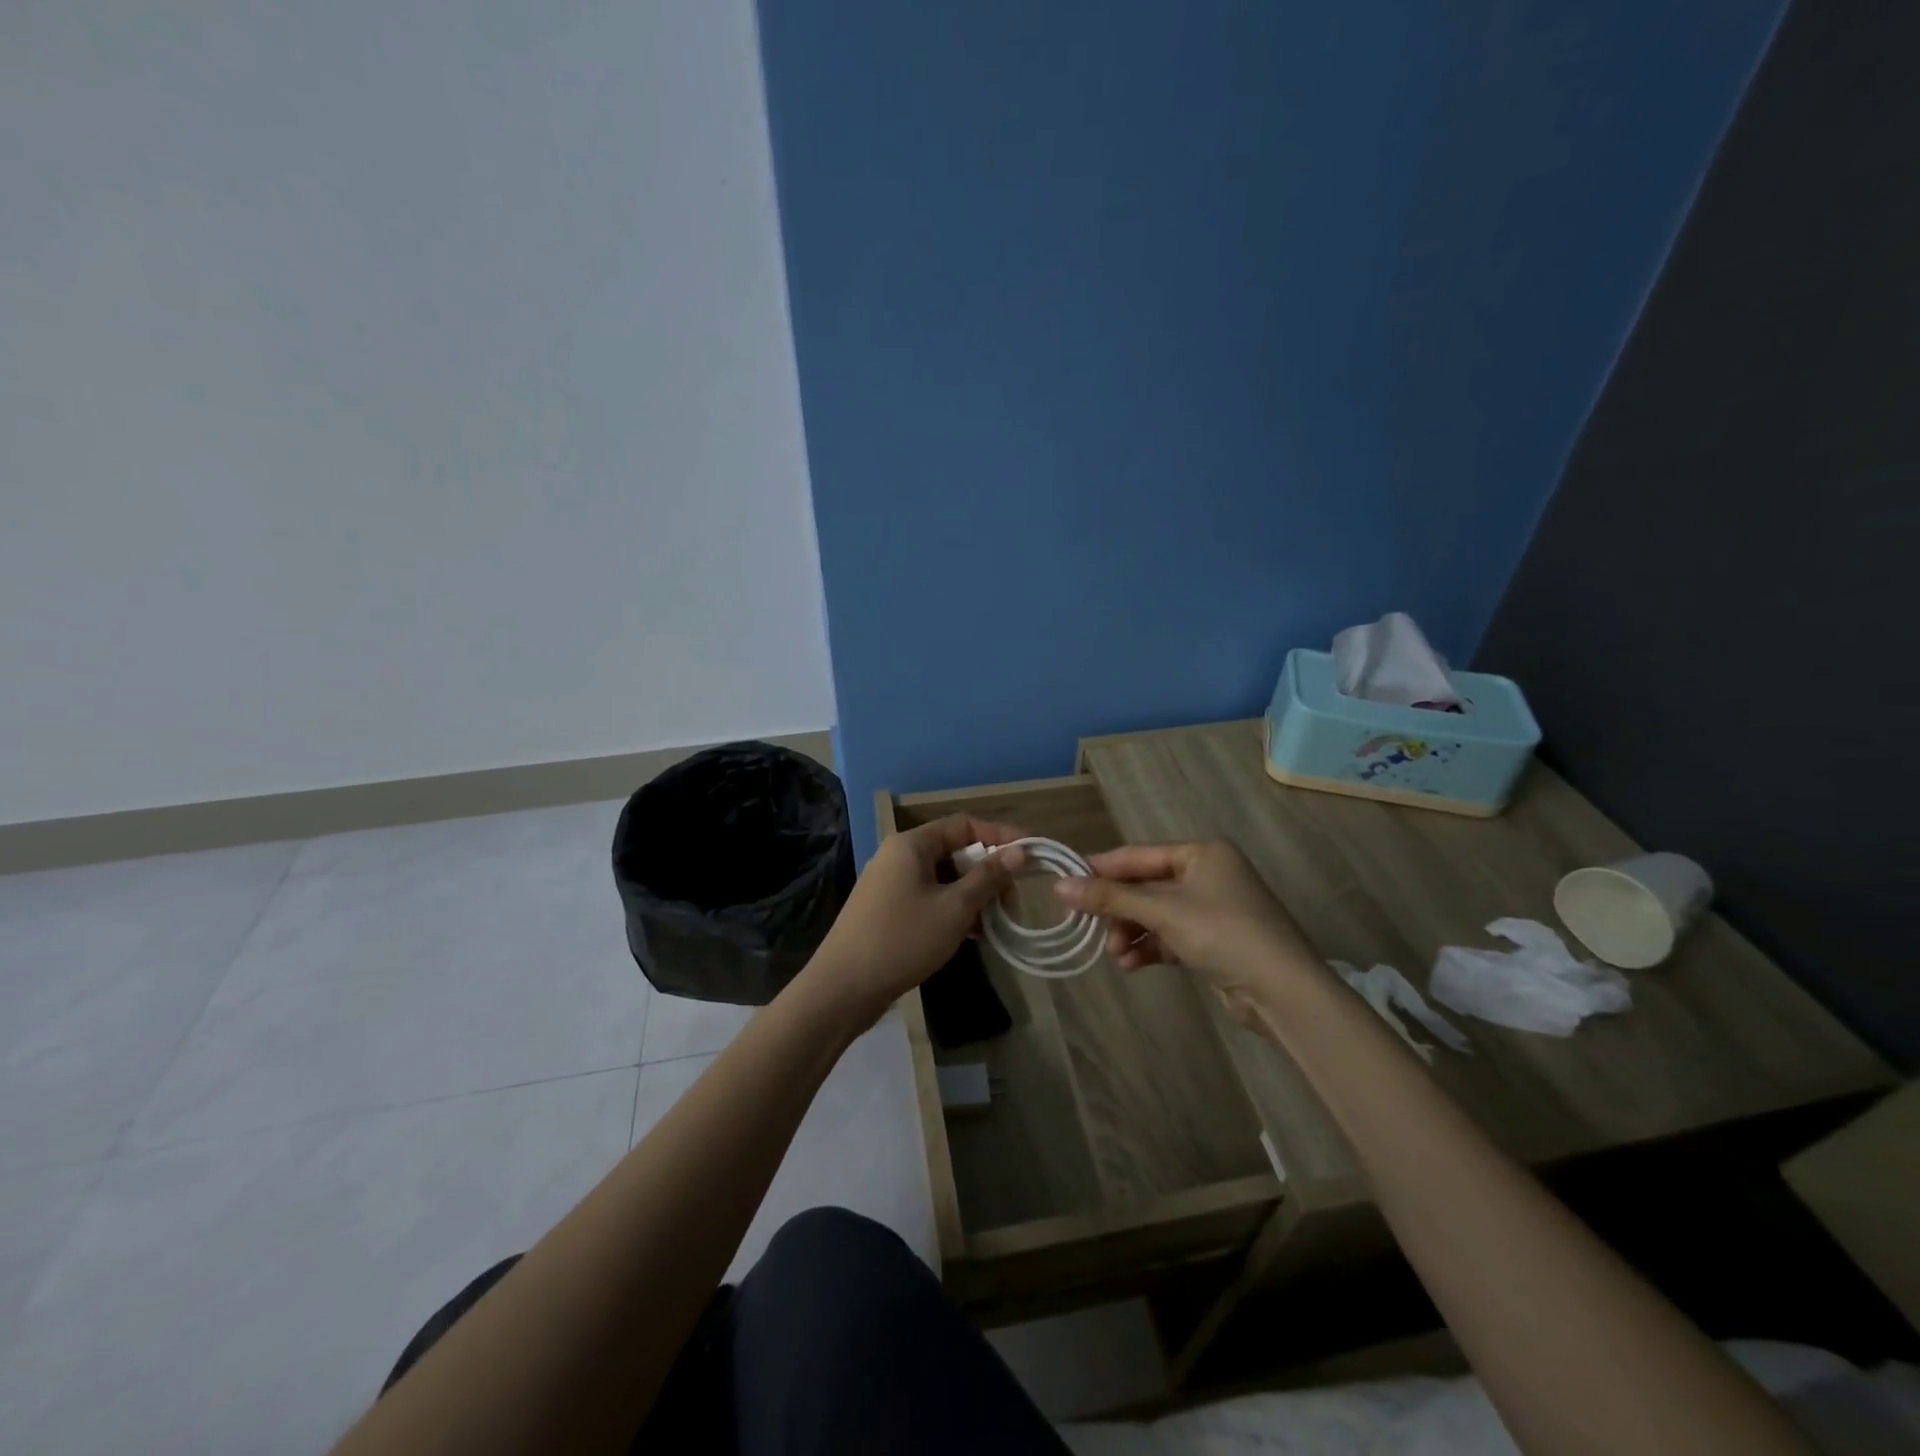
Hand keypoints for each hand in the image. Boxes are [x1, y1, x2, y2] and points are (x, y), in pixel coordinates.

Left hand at [805, 815, 1026, 1027]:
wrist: (843, 989)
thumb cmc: (902, 939)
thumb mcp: (954, 908)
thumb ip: (988, 877)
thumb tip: (1020, 850)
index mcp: (912, 845)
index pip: (964, 825)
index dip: (999, 836)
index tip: (1030, 856)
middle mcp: (900, 857)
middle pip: (955, 853)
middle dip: (988, 875)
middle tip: (1012, 904)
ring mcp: (892, 885)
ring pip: (945, 880)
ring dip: (974, 898)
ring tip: (996, 926)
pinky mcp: (889, 911)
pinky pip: (931, 900)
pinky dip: (954, 912)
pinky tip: (974, 937)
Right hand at [1051, 840, 1321, 1020]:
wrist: (1283, 991)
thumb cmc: (1222, 933)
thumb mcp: (1162, 911)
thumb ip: (1110, 898)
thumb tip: (1059, 885)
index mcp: (1201, 853)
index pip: (1138, 856)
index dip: (1101, 870)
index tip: (1065, 884)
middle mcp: (1207, 874)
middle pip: (1145, 887)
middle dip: (1118, 911)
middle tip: (1089, 928)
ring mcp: (1212, 909)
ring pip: (1155, 914)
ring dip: (1131, 933)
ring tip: (1115, 955)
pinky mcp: (1214, 941)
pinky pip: (1170, 936)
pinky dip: (1150, 947)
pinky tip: (1132, 965)